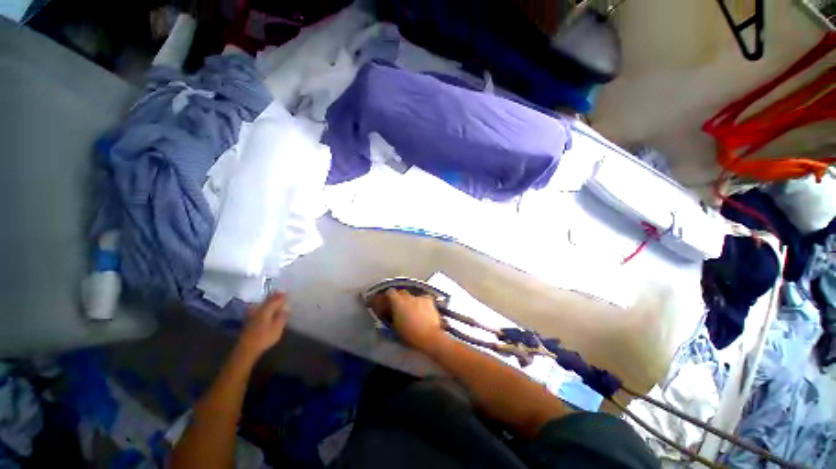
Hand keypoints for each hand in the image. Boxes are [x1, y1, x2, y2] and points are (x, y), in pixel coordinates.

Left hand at [237, 293, 289, 359]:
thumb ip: (282, 316)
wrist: (246, 349)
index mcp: (266, 310)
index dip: (282, 296)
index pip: (275, 299)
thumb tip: (286, 307)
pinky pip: (258, 308)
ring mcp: (252, 315)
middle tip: (281, 291)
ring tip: (274, 296)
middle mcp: (258, 310)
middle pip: (267, 300)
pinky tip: (264, 307)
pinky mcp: (249, 321)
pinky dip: (263, 306)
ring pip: (262, 304)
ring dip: (268, 300)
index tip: (287, 291)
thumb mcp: (277, 328)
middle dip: (274, 296)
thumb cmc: (264, 338)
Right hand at [385, 289, 443, 351]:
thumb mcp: (396, 327)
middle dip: (401, 297)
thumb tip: (394, 314)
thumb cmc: (409, 334)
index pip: (391, 292)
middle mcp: (408, 297)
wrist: (427, 335)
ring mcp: (420, 298)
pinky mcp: (429, 301)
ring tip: (414, 309)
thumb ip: (394, 317)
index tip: (389, 299)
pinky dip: (423, 303)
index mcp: (398, 302)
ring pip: (414, 296)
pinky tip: (425, 310)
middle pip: (403, 292)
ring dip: (413, 301)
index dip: (390, 295)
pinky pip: (424, 299)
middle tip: (401, 306)